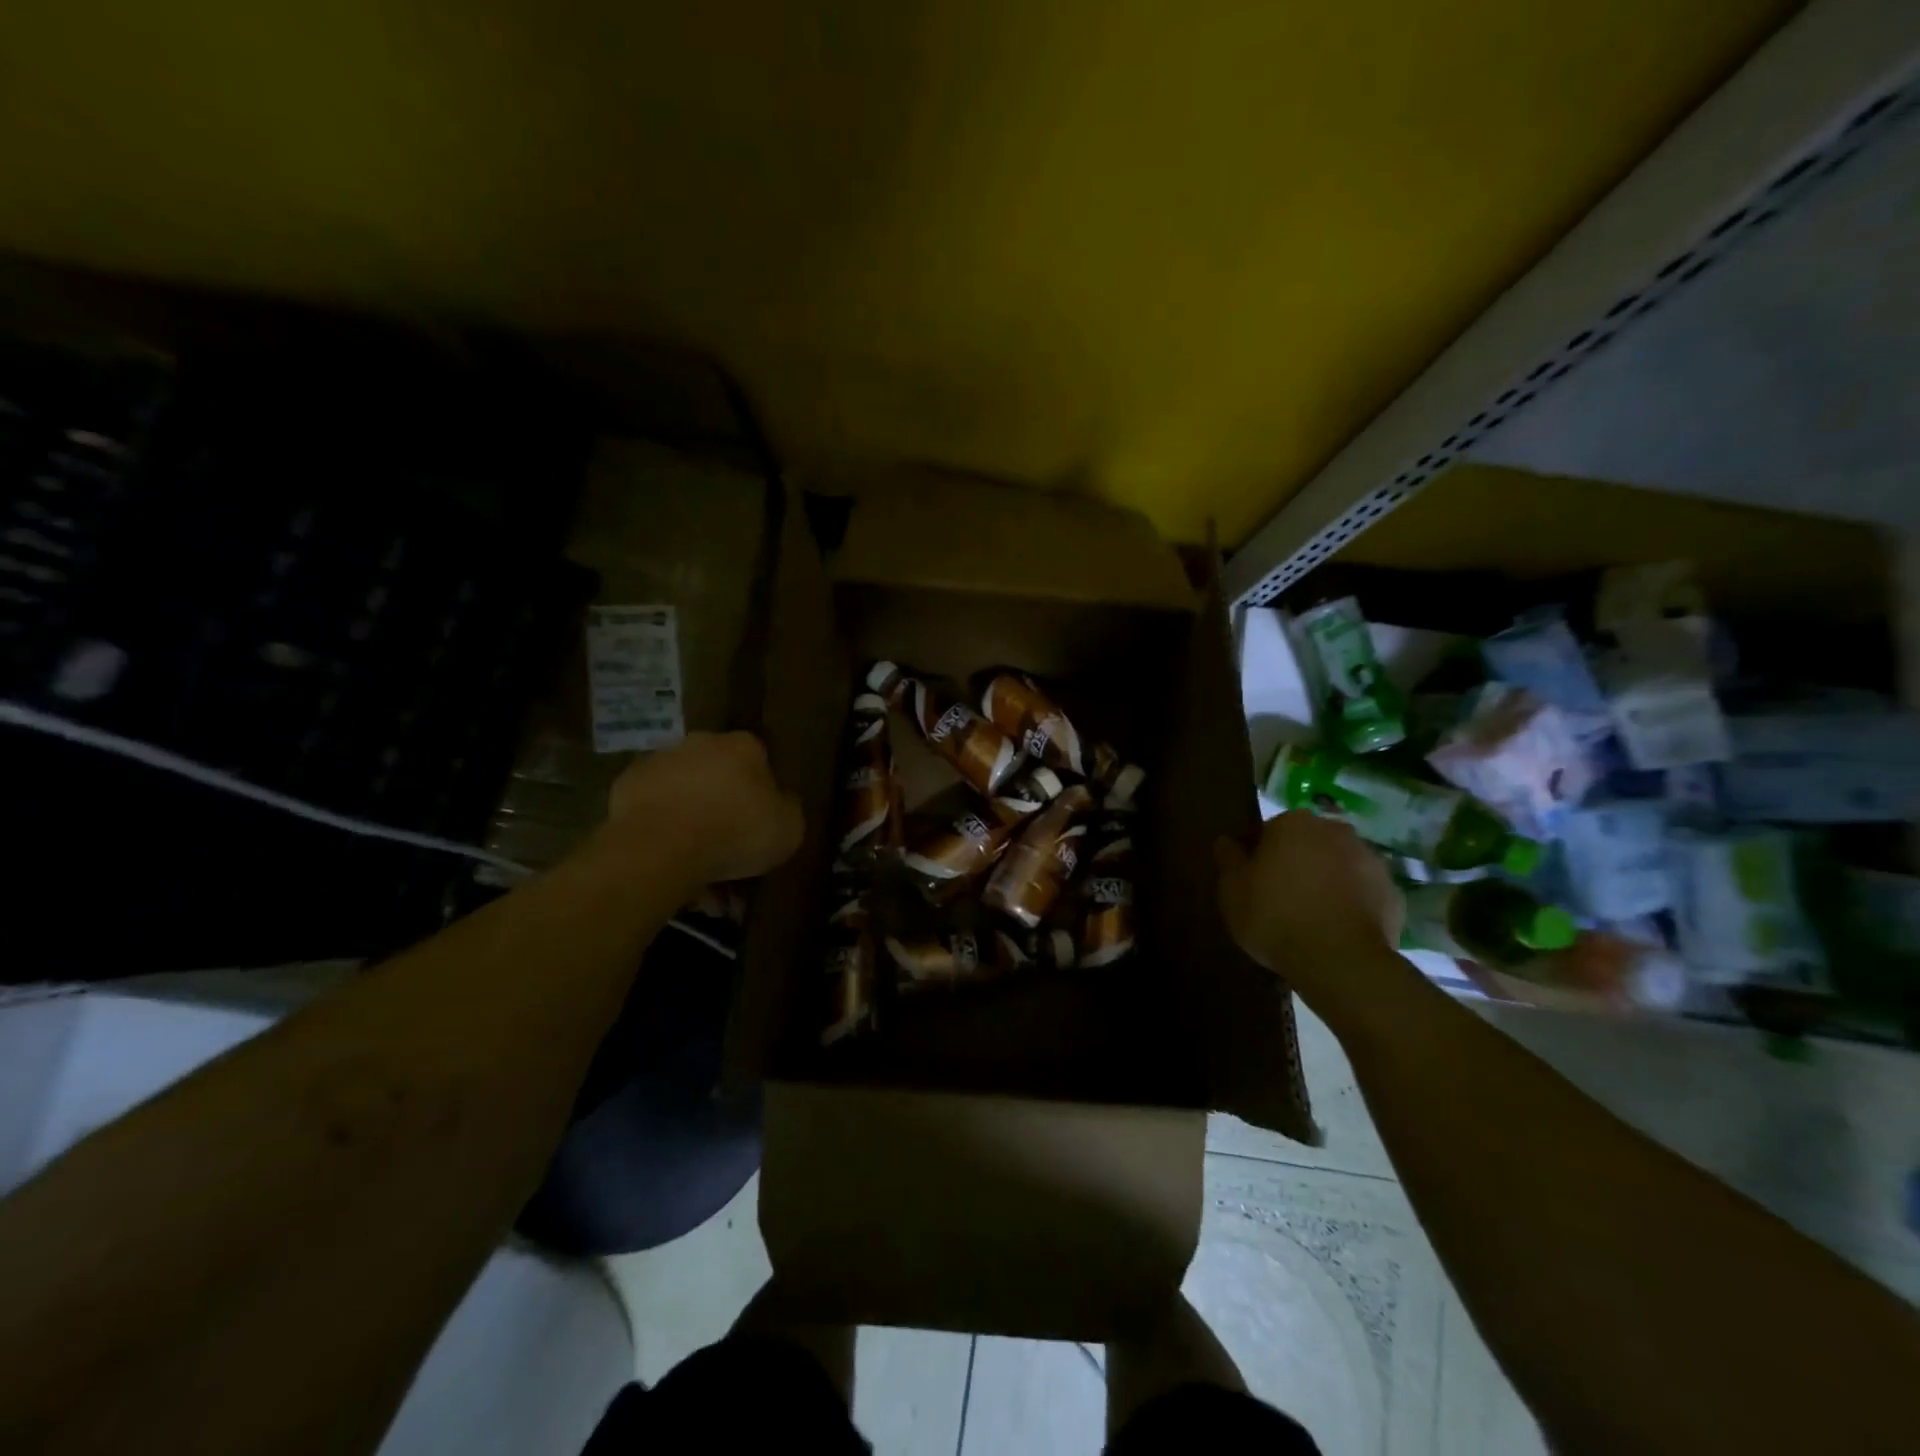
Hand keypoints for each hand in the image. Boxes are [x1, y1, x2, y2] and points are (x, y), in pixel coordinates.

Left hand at [607, 731, 802, 884]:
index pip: (759, 760)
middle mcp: (701, 743)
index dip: (761, 792)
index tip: (759, 821)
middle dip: (722, 803)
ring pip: (683, 792)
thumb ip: (787, 809)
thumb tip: (780, 802)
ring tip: (695, 865)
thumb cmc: (736, 832)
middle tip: (727, 845)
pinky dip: (660, 828)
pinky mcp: (625, 785)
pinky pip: (653, 808)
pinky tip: (667, 859)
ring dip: (690, 819)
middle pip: (717, 773)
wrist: (662, 846)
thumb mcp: (789, 828)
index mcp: (744, 746)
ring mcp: (659, 761)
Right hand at [1215, 812, 1403, 998]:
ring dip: (1327, 882)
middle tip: (1281, 899)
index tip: (1254, 882)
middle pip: (1308, 844)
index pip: (1270, 831)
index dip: (1260, 856)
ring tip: (1311, 918)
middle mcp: (1335, 831)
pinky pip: (1363, 893)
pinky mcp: (1393, 893)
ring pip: (1339, 866)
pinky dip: (1351, 905)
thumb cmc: (1275, 916)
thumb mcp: (1232, 890)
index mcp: (1294, 823)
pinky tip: (1336, 931)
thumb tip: (1227, 840)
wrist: (1340, 961)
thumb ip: (1228, 858)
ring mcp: (1371, 860)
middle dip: (1297, 864)